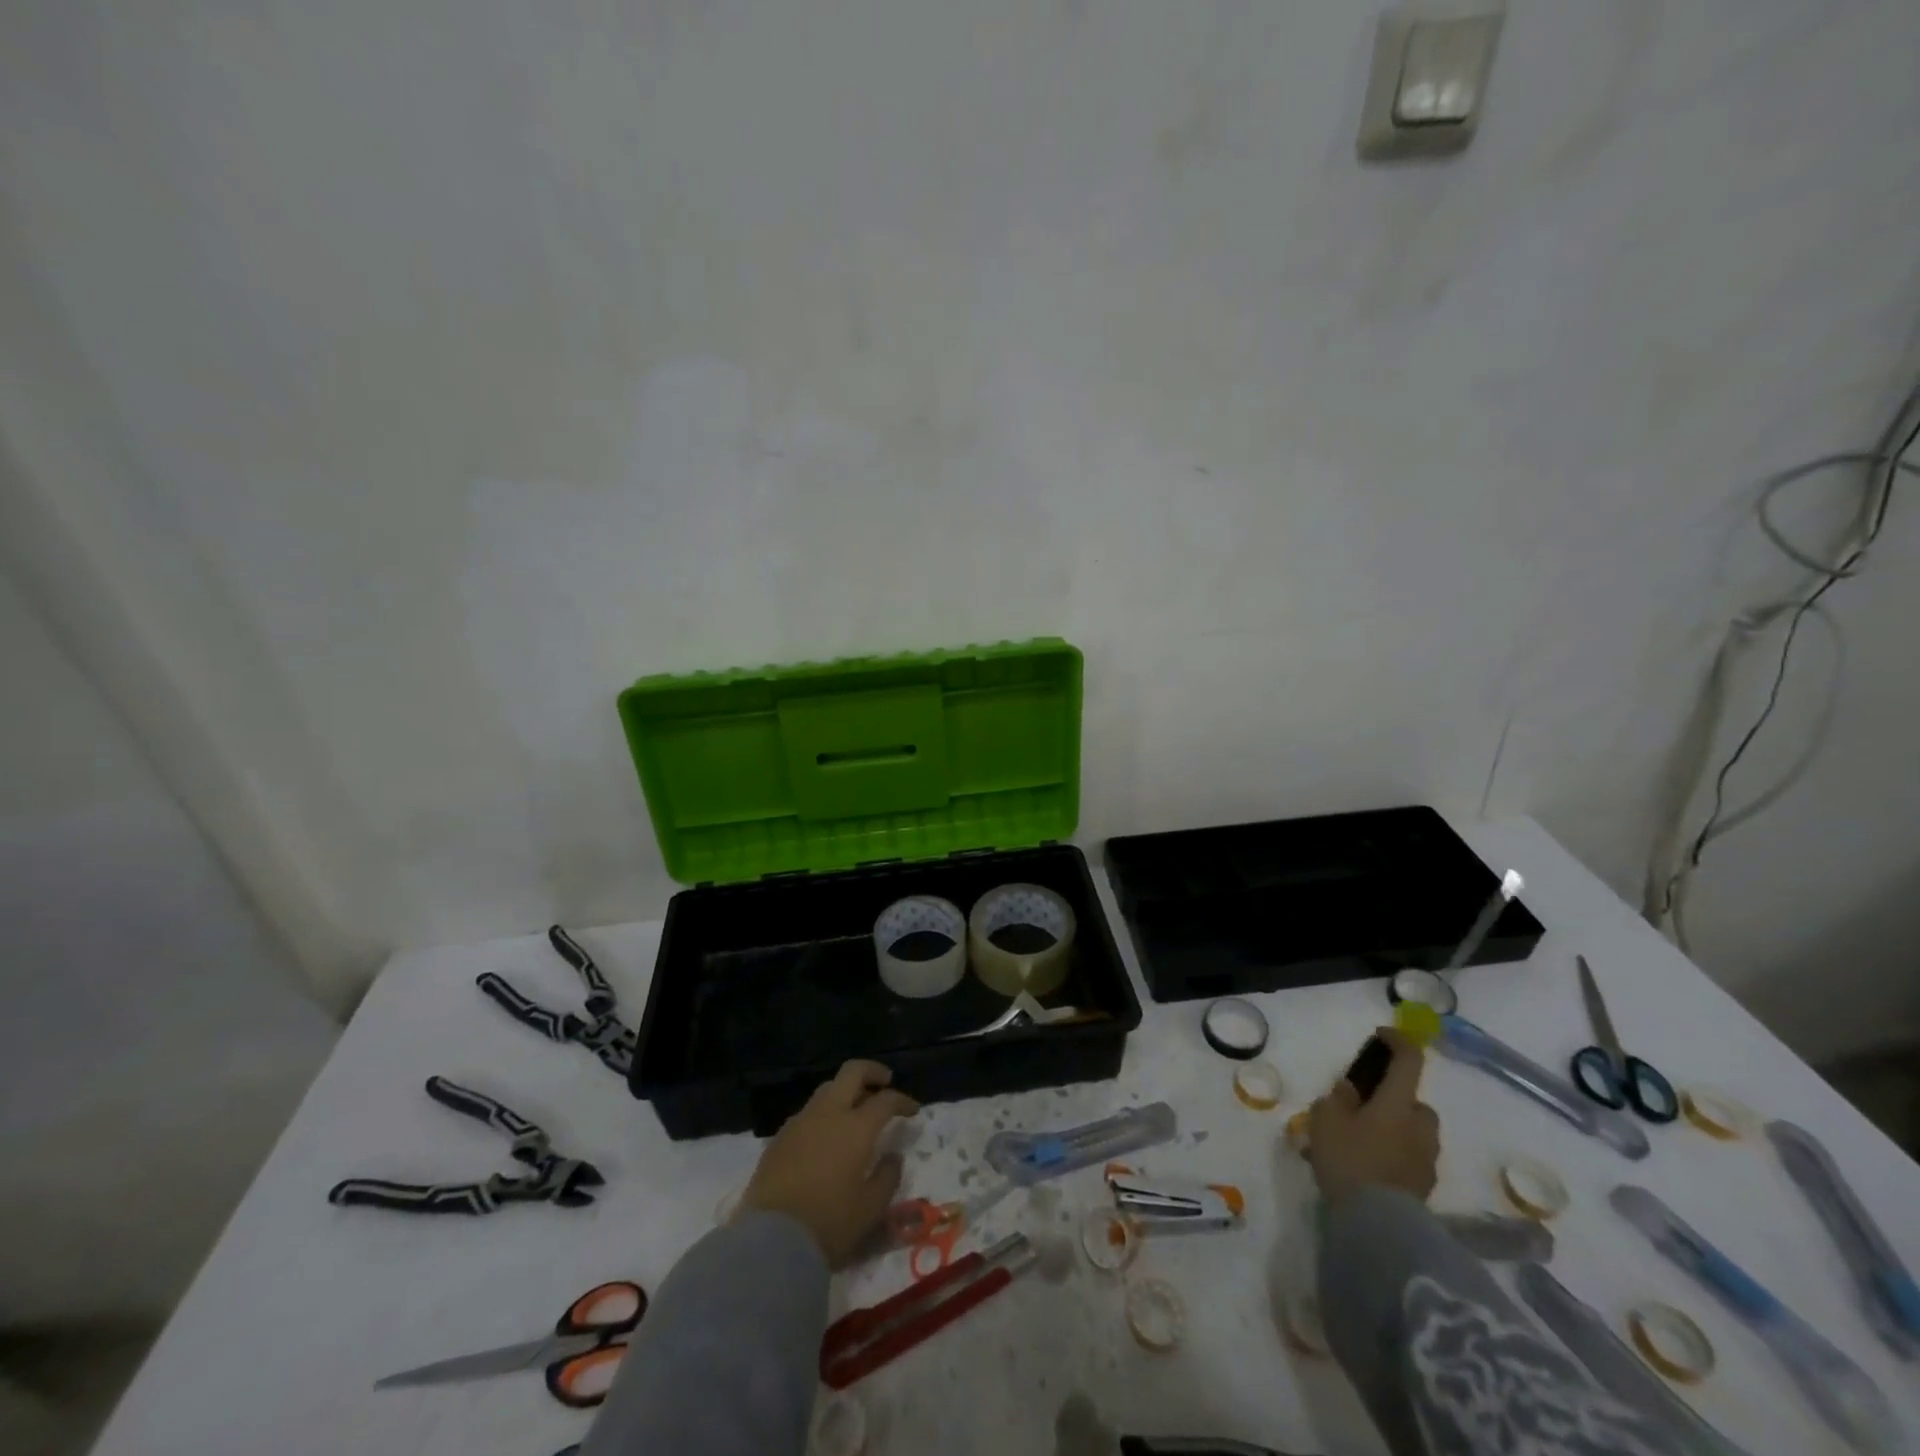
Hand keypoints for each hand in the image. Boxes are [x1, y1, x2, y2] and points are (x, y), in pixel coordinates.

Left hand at [739, 1059, 918, 1267]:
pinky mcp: (779, 1137)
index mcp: (856, 1128)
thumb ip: (887, 1178)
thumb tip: (893, 1157)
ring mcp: (800, 1122)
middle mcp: (828, 1114)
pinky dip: (824, 1113)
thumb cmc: (828, 1225)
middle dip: (872, 1072)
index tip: (913, 1110)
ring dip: (846, 1091)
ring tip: (855, 1110)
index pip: (885, 1100)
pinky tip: (825, 1136)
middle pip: (852, 1072)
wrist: (769, 1242)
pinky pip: (808, 1112)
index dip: (903, 1101)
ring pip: (827, 1089)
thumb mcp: (870, 1210)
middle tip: (885, 1082)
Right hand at [1307, 1028, 1440, 1204]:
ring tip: (1363, 1141)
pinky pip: (1411, 1157)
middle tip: (1364, 1107)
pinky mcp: (1425, 1186)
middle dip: (1394, 1100)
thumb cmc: (1349, 1160)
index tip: (1382, 1036)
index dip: (1398, 1042)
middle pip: (1414, 1102)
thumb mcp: (1327, 1119)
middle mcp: (1420, 1127)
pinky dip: (1396, 1154)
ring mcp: (1427, 1159)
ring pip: (1415, 1132)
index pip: (1409, 1061)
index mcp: (1398, 1103)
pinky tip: (1369, 1166)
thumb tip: (1352, 1090)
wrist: (1378, 1227)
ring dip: (1396, 1129)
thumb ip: (1338, 1099)